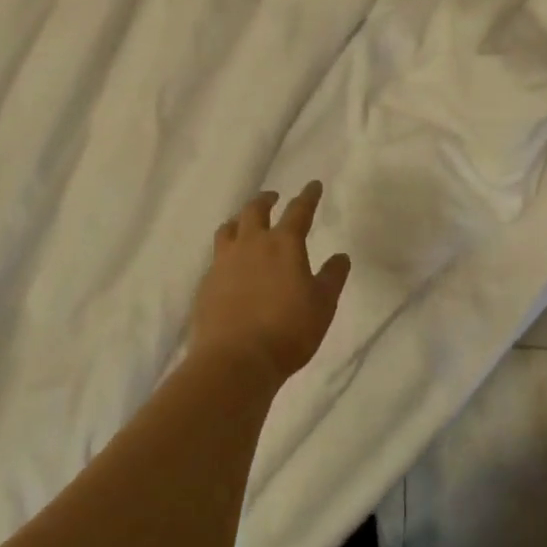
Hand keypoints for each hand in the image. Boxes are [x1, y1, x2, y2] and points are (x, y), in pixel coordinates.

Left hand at [193, 182, 351, 385]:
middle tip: (273, 198)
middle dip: (266, 200)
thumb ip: (332, 277)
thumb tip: (341, 256)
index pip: (299, 210)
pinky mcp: (206, 283)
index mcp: (283, 244)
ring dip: (239, 220)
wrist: (234, 361)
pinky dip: (225, 252)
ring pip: (229, 228)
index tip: (313, 185)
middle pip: (255, 210)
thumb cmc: (287, 331)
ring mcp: (224, 262)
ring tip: (244, 223)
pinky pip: (216, 257)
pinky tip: (229, 265)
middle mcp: (251, 244)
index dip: (308, 196)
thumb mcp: (322, 306)